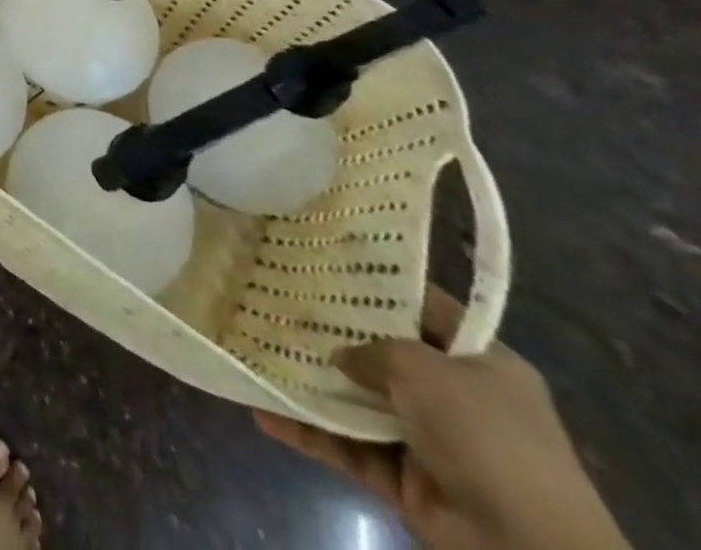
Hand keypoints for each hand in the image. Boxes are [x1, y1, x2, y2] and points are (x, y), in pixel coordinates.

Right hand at [254, 290, 629, 549]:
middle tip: (270, 299)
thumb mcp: (422, 369)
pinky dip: (307, 432)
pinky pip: (346, 446)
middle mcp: (457, 399)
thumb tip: (338, 353)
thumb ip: (370, 349)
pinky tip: (263, 411)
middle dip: (329, 333)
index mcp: (481, 364)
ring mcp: (429, 443)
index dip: (375, 284)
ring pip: (356, 401)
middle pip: (381, 354)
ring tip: (256, 350)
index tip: (319, 260)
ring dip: (311, 384)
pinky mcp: (405, 482)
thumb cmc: (485, 437)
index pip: (422, 308)